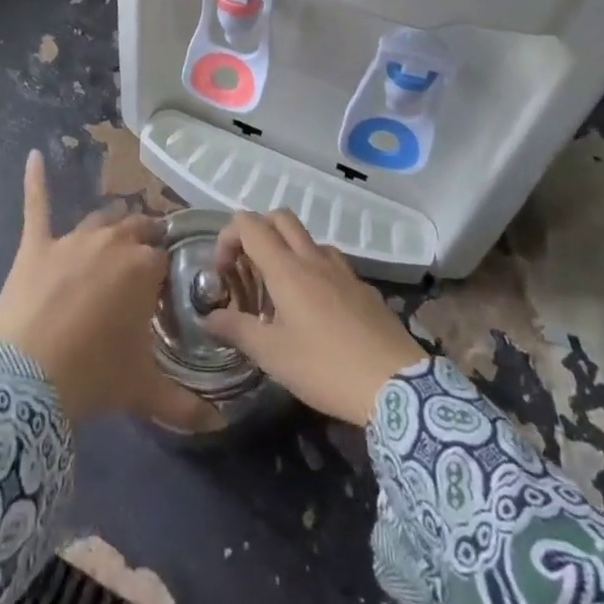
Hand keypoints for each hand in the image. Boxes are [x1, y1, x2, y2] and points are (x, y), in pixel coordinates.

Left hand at [0, 151, 221, 432]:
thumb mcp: (143, 392)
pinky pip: (37, 205)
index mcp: (143, 267)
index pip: (163, 259)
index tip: (161, 294)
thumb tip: (220, 426)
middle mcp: (113, 242)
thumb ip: (186, 406)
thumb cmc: (93, 376)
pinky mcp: (36, 245)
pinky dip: (35, 180)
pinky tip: (34, 157)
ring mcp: (72, 240)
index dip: (163, 277)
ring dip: (110, 228)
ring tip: (115, 237)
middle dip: (142, 244)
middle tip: (142, 266)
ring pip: (99, 221)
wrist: (27, 380)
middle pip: (135, 231)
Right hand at [199, 210, 425, 426]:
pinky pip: (331, 263)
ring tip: (281, 293)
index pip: (249, 224)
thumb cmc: (325, 367)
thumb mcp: (272, 355)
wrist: (396, 385)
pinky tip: (316, 312)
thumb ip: (236, 330)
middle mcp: (313, 258)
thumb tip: (208, 317)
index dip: (228, 237)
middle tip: (249, 269)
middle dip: (257, 232)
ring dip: (288, 251)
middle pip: (280, 217)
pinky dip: (314, 271)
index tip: (223, 271)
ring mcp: (343, 270)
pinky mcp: (363, 287)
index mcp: (286, 269)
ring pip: (308, 239)